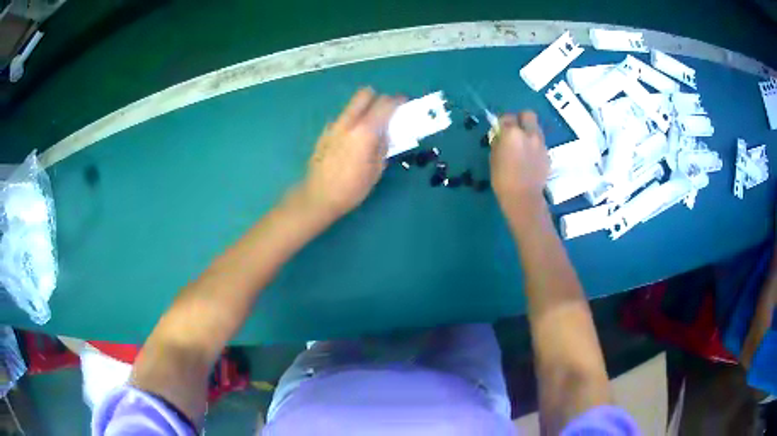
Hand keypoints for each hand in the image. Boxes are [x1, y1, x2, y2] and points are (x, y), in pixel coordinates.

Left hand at [300, 88, 403, 219]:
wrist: (318, 197)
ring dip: (364, 110)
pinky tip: (351, 142)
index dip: (397, 101)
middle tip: (386, 112)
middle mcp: (348, 122)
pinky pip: (342, 119)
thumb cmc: (352, 188)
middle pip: (365, 94)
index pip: (385, 103)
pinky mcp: (324, 132)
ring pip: (352, 106)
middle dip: (378, 98)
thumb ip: (383, 145)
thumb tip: (387, 132)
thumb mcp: (376, 169)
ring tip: (370, 129)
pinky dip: (352, 123)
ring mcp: (333, 126)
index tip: (404, 104)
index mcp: (365, 131)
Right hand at [490, 112, 548, 207]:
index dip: (502, 122)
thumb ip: (498, 142)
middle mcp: (529, 133)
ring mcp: (540, 143)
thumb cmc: (503, 179)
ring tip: (522, 144)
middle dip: (520, 119)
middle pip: (527, 114)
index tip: (499, 130)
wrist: (524, 198)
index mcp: (512, 133)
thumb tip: (500, 136)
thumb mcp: (494, 158)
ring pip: (536, 128)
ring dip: (529, 131)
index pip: (506, 117)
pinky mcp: (547, 154)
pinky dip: (534, 145)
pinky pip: (540, 142)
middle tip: (514, 130)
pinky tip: (529, 157)